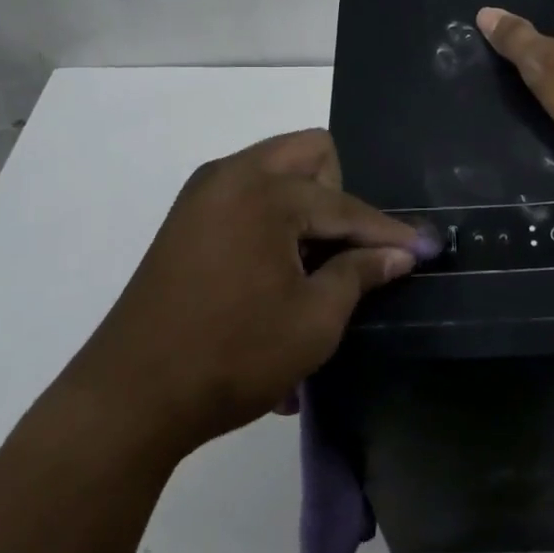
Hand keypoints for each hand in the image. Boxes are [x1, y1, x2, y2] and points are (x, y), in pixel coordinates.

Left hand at [62, 130, 434, 459]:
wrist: (129, 398)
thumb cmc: (232, 356)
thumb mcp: (313, 321)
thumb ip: (360, 274)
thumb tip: (399, 253)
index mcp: (265, 191)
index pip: (344, 204)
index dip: (388, 231)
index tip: (424, 248)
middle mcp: (232, 175)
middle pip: (310, 154)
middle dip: (339, 196)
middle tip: (347, 249)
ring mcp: (203, 194)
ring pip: (276, 171)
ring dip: (307, 207)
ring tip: (315, 265)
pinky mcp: (186, 219)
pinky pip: (248, 196)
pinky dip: (274, 219)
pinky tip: (279, 271)